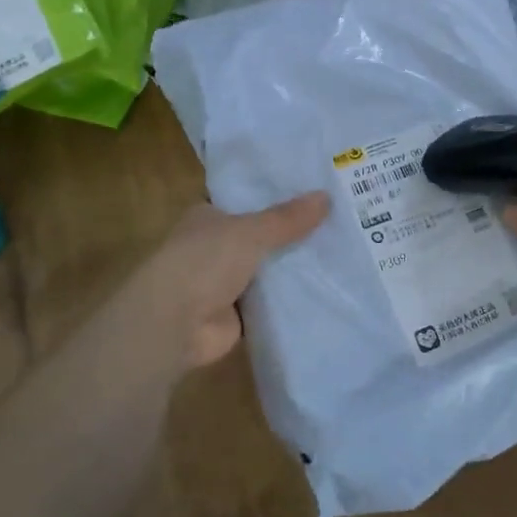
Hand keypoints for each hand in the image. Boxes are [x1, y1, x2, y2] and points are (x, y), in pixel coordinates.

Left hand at [140, 193, 329, 367]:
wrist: (175, 323)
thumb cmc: (204, 261)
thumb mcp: (251, 231)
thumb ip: (287, 218)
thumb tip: (326, 197)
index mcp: (208, 217)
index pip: (246, 201)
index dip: (276, 197)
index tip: (314, 193)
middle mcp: (214, 246)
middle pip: (261, 236)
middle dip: (292, 233)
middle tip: (338, 222)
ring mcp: (224, 282)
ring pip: (267, 269)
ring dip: (293, 267)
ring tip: (341, 252)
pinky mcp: (236, 314)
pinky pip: (271, 301)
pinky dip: (290, 298)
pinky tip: (326, 288)